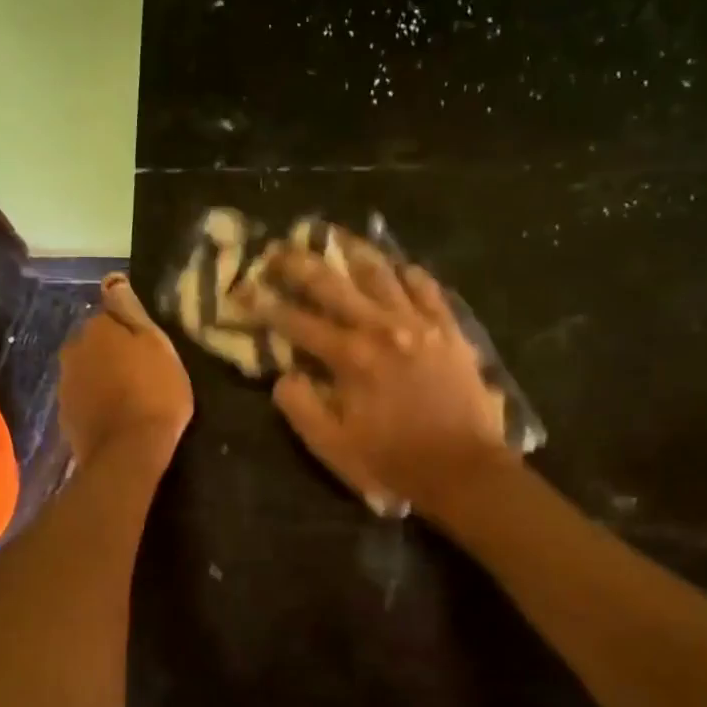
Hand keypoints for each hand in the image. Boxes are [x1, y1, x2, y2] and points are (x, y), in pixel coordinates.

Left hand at [59, 274, 192, 469]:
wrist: (128, 452)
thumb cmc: (154, 393)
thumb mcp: (157, 345)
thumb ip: (131, 311)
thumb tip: (112, 280)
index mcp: (96, 328)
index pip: (112, 315)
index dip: (132, 331)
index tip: (150, 350)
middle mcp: (72, 349)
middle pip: (96, 343)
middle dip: (114, 353)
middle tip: (144, 374)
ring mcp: (65, 383)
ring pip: (88, 370)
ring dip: (105, 377)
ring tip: (132, 397)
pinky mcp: (65, 414)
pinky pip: (85, 397)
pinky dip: (98, 401)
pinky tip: (117, 415)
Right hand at [260, 238, 513, 511]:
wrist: (464, 469)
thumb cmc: (392, 461)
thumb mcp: (333, 446)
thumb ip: (300, 407)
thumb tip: (284, 375)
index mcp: (350, 357)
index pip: (296, 321)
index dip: (263, 305)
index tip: (241, 290)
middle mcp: (382, 327)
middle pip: (333, 284)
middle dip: (299, 264)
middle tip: (277, 248)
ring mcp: (420, 323)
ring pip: (382, 273)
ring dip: (353, 252)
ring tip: (335, 236)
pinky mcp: (449, 329)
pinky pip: (426, 287)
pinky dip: (408, 273)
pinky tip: (397, 267)